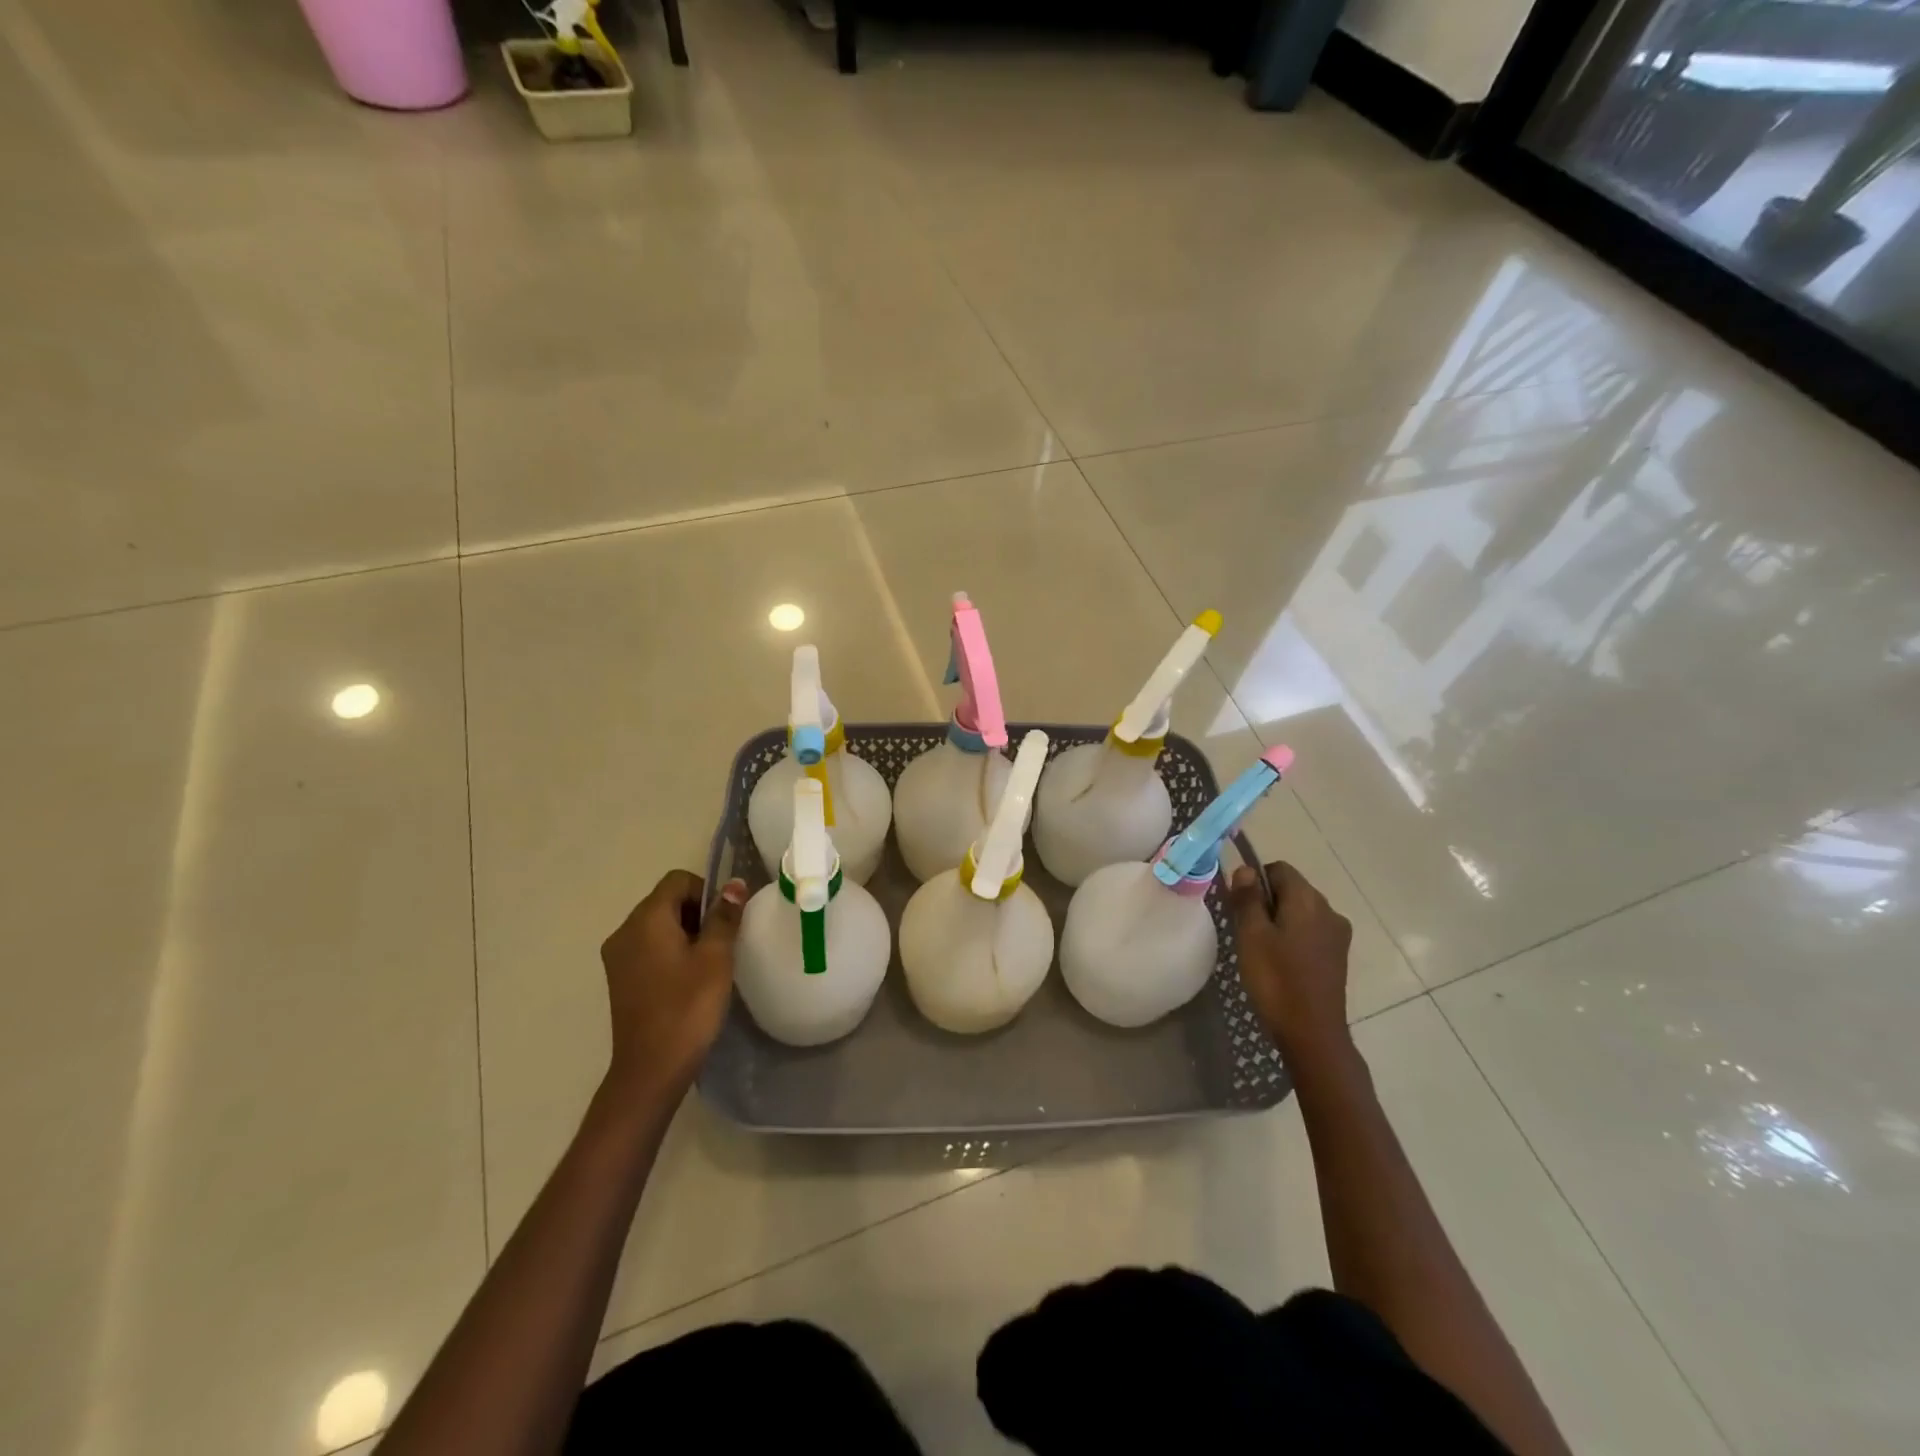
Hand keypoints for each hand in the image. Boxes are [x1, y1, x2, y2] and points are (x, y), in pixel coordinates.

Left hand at [598, 870, 746, 1103]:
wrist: (650, 1070)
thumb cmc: (687, 1008)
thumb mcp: (715, 958)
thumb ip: (724, 916)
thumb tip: (734, 884)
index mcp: (645, 920)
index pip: (677, 880)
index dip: (706, 891)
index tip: (725, 921)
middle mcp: (624, 931)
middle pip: (666, 901)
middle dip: (697, 913)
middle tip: (722, 943)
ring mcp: (617, 957)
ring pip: (657, 926)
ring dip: (685, 933)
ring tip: (708, 963)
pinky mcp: (619, 979)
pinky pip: (648, 948)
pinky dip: (670, 952)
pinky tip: (688, 980)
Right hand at [1227, 861, 1352, 1059]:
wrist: (1312, 1033)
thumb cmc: (1276, 979)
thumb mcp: (1251, 934)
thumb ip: (1248, 898)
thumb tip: (1246, 869)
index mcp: (1308, 900)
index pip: (1279, 869)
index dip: (1255, 880)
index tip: (1240, 906)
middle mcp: (1329, 910)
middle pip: (1292, 889)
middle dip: (1267, 901)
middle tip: (1246, 930)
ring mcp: (1337, 935)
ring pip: (1301, 912)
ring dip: (1279, 920)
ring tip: (1261, 949)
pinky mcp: (1338, 956)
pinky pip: (1310, 932)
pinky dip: (1293, 937)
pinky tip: (1280, 963)